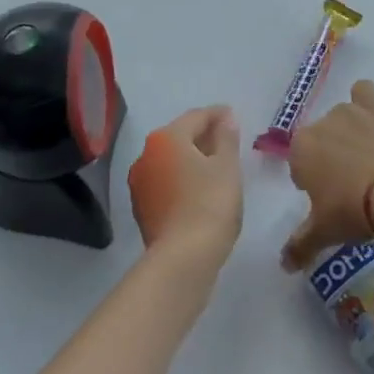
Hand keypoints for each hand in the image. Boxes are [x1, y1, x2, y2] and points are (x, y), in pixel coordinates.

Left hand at [128, 105, 243, 268]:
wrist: (182, 259)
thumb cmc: (210, 204)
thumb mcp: (228, 167)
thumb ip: (227, 138)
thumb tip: (226, 118)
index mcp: (167, 138)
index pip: (196, 116)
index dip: (218, 115)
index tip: (233, 116)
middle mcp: (146, 154)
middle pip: (179, 137)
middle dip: (203, 136)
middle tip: (227, 141)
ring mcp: (140, 183)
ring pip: (170, 161)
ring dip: (192, 159)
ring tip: (216, 167)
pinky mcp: (141, 208)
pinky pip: (166, 182)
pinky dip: (182, 180)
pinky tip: (200, 190)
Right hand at [281, 59, 373, 270]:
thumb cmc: (353, 212)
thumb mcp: (323, 232)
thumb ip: (300, 244)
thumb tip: (284, 265)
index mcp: (306, 145)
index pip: (299, 156)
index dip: (310, 174)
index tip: (323, 195)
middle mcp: (334, 118)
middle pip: (330, 125)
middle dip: (337, 143)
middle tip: (353, 177)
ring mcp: (371, 109)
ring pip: (362, 93)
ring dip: (366, 105)